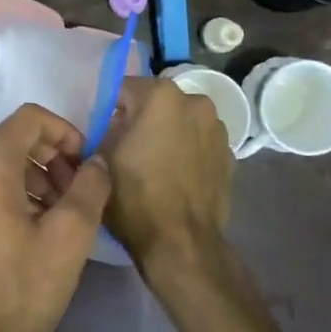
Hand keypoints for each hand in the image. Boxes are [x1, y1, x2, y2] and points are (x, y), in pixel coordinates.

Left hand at [0, 104, 111, 331]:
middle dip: (54, 155)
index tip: (86, 164)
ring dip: (38, 175)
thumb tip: (97, 162)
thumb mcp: (70, 235)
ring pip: (2, 163)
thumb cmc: (23, 285)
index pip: (30, 118)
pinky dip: (18, 192)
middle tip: (80, 191)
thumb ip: (90, 187)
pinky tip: (40, 227)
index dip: (66, 132)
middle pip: (15, 138)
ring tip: (65, 212)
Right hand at [100, 78, 233, 272]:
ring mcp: (218, 128)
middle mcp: (195, 101)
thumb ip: (104, 128)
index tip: (103, 133)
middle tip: (126, 149)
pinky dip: (187, 151)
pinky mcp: (230, 154)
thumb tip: (112, 126)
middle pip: (156, 102)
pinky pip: (198, 143)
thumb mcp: (100, 157)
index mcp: (161, 95)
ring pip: (180, 121)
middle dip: (141, 118)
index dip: (109, 110)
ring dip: (167, 133)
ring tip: (154, 165)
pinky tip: (175, 177)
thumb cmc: (134, 195)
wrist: (181, 242)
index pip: (123, 89)